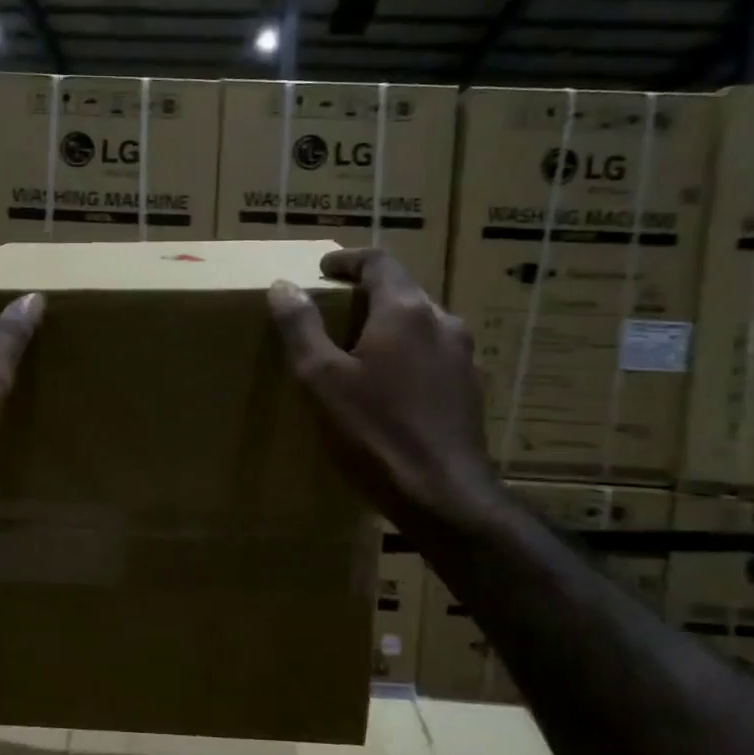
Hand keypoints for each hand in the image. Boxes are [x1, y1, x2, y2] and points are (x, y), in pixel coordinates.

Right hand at [268, 248, 505, 538]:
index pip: (379, 261)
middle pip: (402, 292)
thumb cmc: (375, 433)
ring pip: (420, 326)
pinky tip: (389, 389)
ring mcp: (463, 357)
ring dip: (388, 328)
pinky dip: (407, 357)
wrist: (443, 494)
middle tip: (333, 313)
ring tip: (358, 352)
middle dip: (366, 295)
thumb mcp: (322, 380)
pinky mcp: (470, 390)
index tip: (323, 270)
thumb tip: (284, 286)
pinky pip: (433, 357)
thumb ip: (301, 328)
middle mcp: (442, 323)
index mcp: (406, 311)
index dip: (347, 260)